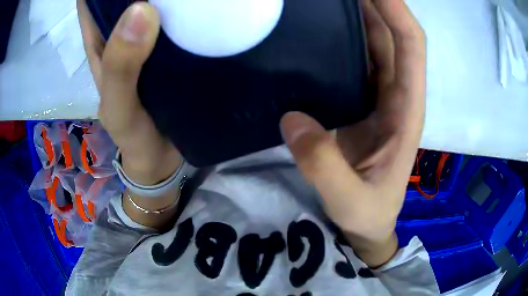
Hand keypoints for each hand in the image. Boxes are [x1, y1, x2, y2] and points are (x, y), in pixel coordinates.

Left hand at [77, 1, 180, 185]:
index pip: (93, 0)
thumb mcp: (118, 105)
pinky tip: (203, 3)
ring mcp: (148, 39)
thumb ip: (120, 66)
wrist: (160, 157)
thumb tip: (141, 10)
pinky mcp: (171, 48)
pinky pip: (177, 21)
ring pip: (153, 4)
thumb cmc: (133, 135)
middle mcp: (122, 34)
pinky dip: (187, 9)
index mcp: (101, 42)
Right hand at [280, 0, 425, 266]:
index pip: (411, 46)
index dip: (396, 12)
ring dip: (357, 14)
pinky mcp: (359, 101)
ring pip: (373, 42)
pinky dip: (341, 37)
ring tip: (326, 3)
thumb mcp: (350, 199)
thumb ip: (324, 166)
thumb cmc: (368, 213)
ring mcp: (377, 96)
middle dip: (373, 3)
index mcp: (407, 111)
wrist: (367, 223)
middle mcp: (397, 95)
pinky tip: (319, 28)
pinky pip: (354, 59)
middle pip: (391, 35)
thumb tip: (293, 119)